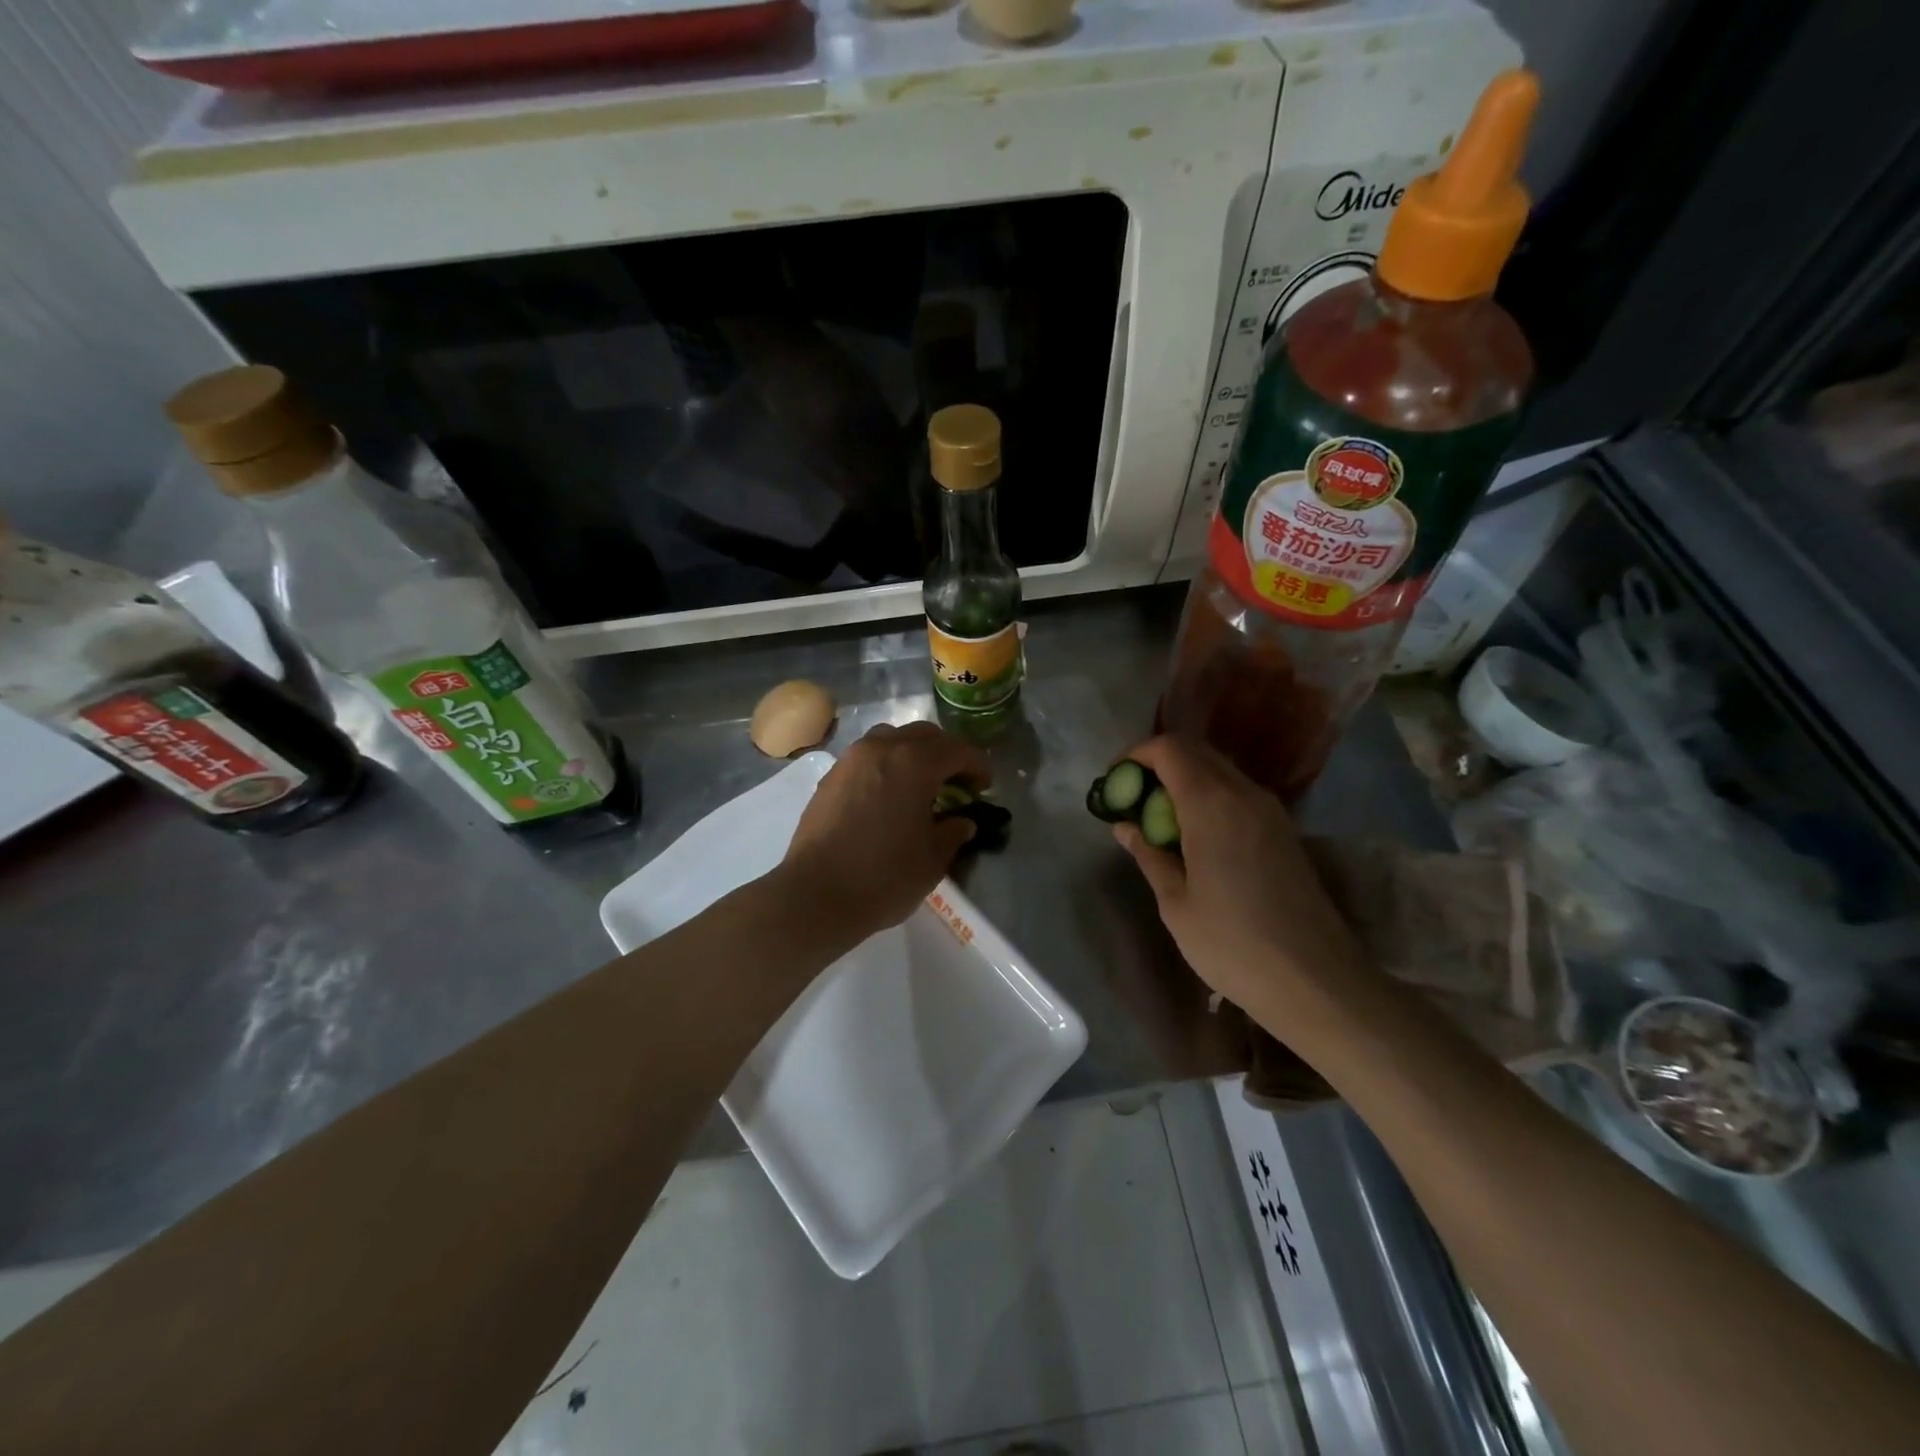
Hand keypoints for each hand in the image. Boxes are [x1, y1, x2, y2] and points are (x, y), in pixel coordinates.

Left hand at [778, 721, 990, 943]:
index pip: (957, 749)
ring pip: (891, 738)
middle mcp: (881, 749)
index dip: (977, 765)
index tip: (984, 786)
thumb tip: (962, 821)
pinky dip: (886, 765)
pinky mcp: (830, 778)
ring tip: (921, 784)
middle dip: (946, 754)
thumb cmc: (884, 876)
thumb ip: (953, 832)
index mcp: (914, 763)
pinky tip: (889, 796)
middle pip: (923, 735)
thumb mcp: (933, 859)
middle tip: (957, 782)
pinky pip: (867, 757)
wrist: (816, 895)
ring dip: (913, 753)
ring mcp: (851, 760)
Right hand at [1112, 736, 1375, 1020]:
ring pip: (1219, 770)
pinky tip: (1195, 837)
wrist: (1317, 981)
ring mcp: (1270, 810)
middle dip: (1158, 765)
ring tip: (1159, 821)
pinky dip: (1208, 797)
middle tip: (1133, 801)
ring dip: (1184, 781)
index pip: (1169, 748)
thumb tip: (1125, 826)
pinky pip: (1237, 793)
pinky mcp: (1284, 830)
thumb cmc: (1233, 944)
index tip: (1115, 784)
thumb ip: (1149, 854)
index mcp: (1212, 804)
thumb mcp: (1175, 904)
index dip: (1136, 756)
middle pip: (1195, 751)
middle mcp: (1244, 794)